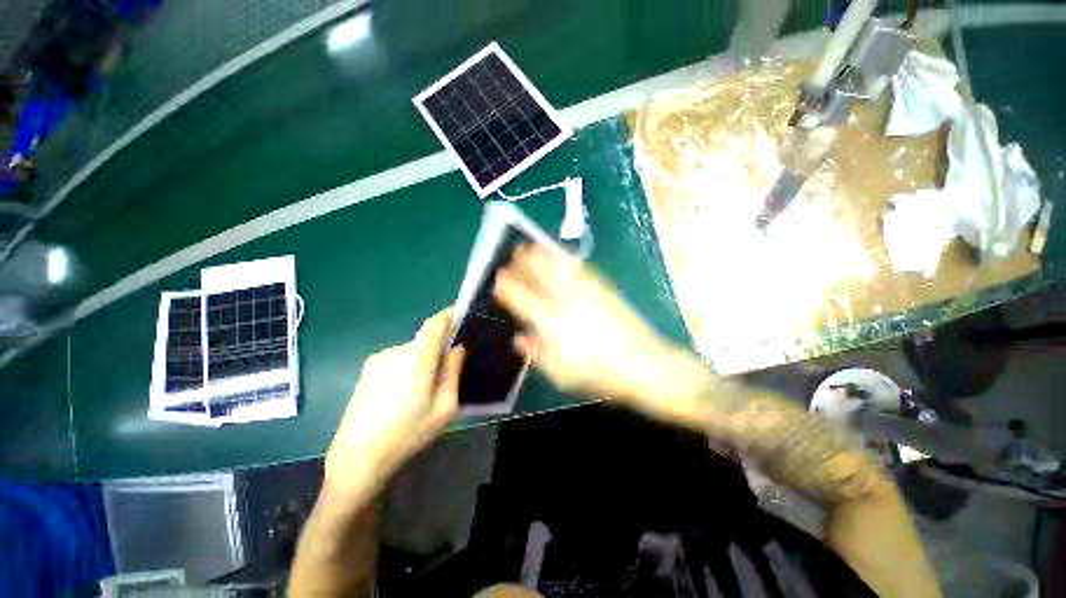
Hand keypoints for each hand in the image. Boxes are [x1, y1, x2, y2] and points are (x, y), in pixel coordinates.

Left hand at [324, 309, 464, 502]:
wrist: (356, 460)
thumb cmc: (407, 435)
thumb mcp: (444, 408)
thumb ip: (453, 373)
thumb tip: (457, 348)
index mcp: (416, 360)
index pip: (434, 324)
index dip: (448, 315)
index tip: (461, 316)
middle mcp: (395, 352)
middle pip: (425, 340)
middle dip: (439, 351)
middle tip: (446, 376)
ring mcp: (377, 361)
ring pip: (411, 352)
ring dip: (422, 362)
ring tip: (422, 393)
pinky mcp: (366, 371)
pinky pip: (397, 361)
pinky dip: (407, 369)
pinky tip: (402, 397)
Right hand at [493, 246, 713, 424]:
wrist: (643, 365)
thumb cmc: (598, 375)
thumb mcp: (561, 374)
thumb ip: (537, 353)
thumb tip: (519, 338)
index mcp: (551, 323)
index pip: (522, 299)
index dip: (507, 287)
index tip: (498, 277)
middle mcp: (566, 301)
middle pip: (539, 275)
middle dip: (523, 262)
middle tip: (514, 253)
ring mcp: (586, 291)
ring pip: (558, 265)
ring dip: (542, 254)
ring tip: (531, 245)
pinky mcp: (603, 288)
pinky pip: (580, 267)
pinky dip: (565, 258)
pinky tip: (560, 254)